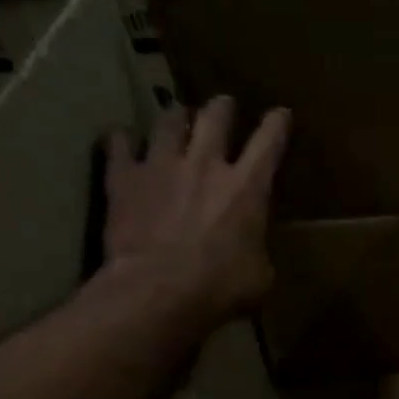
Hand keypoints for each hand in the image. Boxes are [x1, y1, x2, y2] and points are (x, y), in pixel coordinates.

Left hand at [98, 96, 288, 326]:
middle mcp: (205, 165)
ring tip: (176, 117)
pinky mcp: (125, 179)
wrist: (158, 291)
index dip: (277, 124)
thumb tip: (252, 250)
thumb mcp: (260, 276)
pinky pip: (118, 144)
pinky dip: (122, 140)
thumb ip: (257, 250)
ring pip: (169, 121)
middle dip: (222, 108)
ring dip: (176, 117)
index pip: (269, 142)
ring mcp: (161, 166)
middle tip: (223, 106)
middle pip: (215, 117)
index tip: (280, 113)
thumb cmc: (220, 288)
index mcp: (247, 188)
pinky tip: (122, 141)